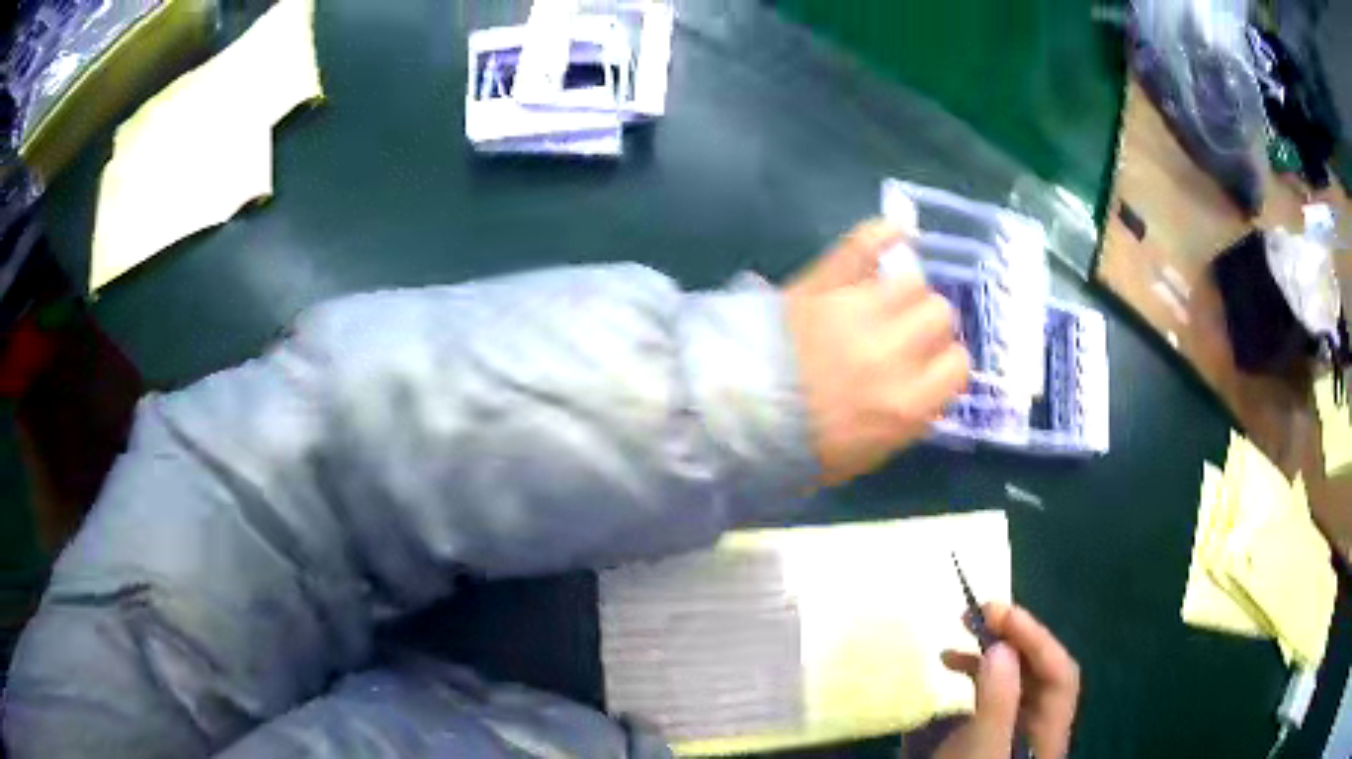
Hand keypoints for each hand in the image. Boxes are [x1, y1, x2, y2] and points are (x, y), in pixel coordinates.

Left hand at [784, 219, 968, 485]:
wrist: (733, 419)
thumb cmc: (800, 448)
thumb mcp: (867, 453)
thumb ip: (907, 417)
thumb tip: (926, 385)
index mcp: (906, 404)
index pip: (958, 365)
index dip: (946, 363)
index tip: (930, 366)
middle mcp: (893, 353)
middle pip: (939, 315)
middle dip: (929, 326)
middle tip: (906, 335)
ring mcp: (857, 312)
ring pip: (912, 282)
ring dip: (906, 292)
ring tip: (888, 302)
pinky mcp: (822, 284)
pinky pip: (862, 246)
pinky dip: (882, 234)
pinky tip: (897, 232)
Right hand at [935, 604, 1080, 758]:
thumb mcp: (982, 746)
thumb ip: (997, 698)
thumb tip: (1001, 644)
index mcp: (1050, 728)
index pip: (1059, 671)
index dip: (1035, 636)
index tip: (997, 611)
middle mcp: (1040, 723)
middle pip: (1040, 670)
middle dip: (1013, 638)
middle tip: (977, 614)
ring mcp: (1016, 727)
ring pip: (1017, 679)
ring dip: (990, 655)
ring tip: (954, 642)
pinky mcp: (992, 732)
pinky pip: (992, 694)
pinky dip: (974, 676)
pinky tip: (951, 671)